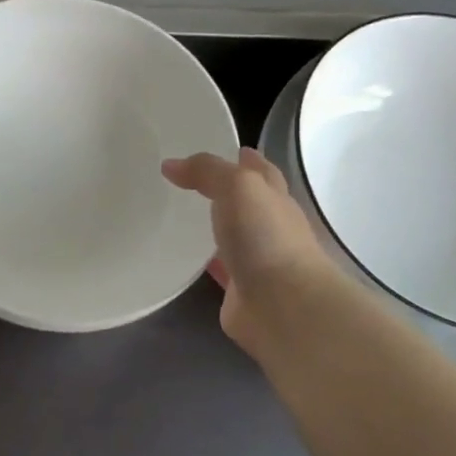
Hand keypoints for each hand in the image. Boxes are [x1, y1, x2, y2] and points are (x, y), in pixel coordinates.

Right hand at [163, 148, 337, 358]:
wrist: (284, 306)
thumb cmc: (266, 237)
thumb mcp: (238, 187)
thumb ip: (207, 171)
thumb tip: (171, 165)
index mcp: (275, 199)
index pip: (262, 172)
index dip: (247, 160)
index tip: (230, 149)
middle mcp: (269, 227)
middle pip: (249, 204)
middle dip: (230, 192)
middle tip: (193, 181)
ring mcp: (257, 261)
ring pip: (232, 237)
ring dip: (215, 228)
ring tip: (181, 216)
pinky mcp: (240, 291)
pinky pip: (219, 269)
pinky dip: (205, 262)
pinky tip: (183, 258)